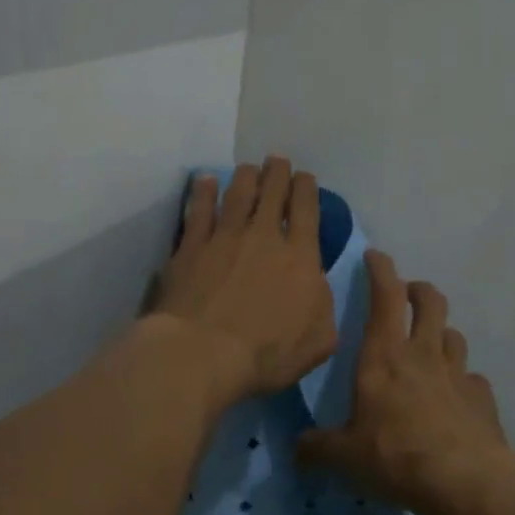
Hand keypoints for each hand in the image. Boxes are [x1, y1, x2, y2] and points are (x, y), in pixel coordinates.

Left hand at [151, 157, 337, 401]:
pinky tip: (205, 181)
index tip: (304, 177)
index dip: (306, 189)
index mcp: (300, 257)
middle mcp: (263, 237)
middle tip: (277, 161)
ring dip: (246, 177)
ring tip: (249, 167)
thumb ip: (324, 308)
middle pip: (272, 193)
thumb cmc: (268, 353)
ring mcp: (224, 238)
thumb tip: (316, 288)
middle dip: (278, 173)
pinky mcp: (190, 248)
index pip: (306, 211)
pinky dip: (203, 192)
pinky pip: (198, 211)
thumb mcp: (320, 340)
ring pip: (237, 195)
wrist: (204, 353)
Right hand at [297, 250, 514, 514]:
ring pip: (453, 335)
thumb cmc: (395, 456)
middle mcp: (423, 355)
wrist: (464, 480)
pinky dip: (463, 380)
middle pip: (430, 302)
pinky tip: (456, 396)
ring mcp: (458, 374)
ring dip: (441, 332)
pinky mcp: (482, 399)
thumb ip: (317, 448)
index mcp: (384, 356)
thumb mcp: (343, 456)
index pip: (384, 296)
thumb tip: (298, 448)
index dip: (380, 270)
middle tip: (409, 293)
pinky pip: (472, 378)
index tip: (376, 256)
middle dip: (418, 289)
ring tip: (431, 344)